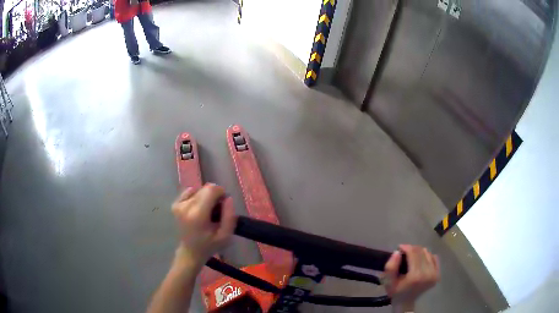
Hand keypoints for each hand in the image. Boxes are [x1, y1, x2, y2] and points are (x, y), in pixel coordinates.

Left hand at [171, 184, 236, 267]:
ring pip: (198, 190)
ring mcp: (178, 204)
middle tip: (216, 211)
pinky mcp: (175, 204)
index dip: (221, 193)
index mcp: (198, 214)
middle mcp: (186, 206)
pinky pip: (189, 191)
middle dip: (214, 196)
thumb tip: (228, 198)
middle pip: (205, 188)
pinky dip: (196, 197)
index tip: (224, 205)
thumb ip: (229, 216)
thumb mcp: (225, 236)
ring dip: (205, 197)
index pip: (211, 189)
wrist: (190, 252)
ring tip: (206, 212)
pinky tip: (198, 209)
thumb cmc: (209, 245)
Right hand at [383, 245, 439, 311]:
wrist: (406, 302)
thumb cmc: (396, 291)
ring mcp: (434, 274)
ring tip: (412, 258)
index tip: (399, 247)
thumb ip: (390, 267)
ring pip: (428, 253)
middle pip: (421, 251)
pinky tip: (420, 262)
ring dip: (419, 253)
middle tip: (404, 252)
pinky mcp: (438, 274)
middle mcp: (428, 273)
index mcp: (415, 276)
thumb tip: (397, 252)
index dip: (406, 247)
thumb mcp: (388, 281)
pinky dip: (427, 257)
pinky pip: (434, 257)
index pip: (413, 253)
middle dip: (412, 249)